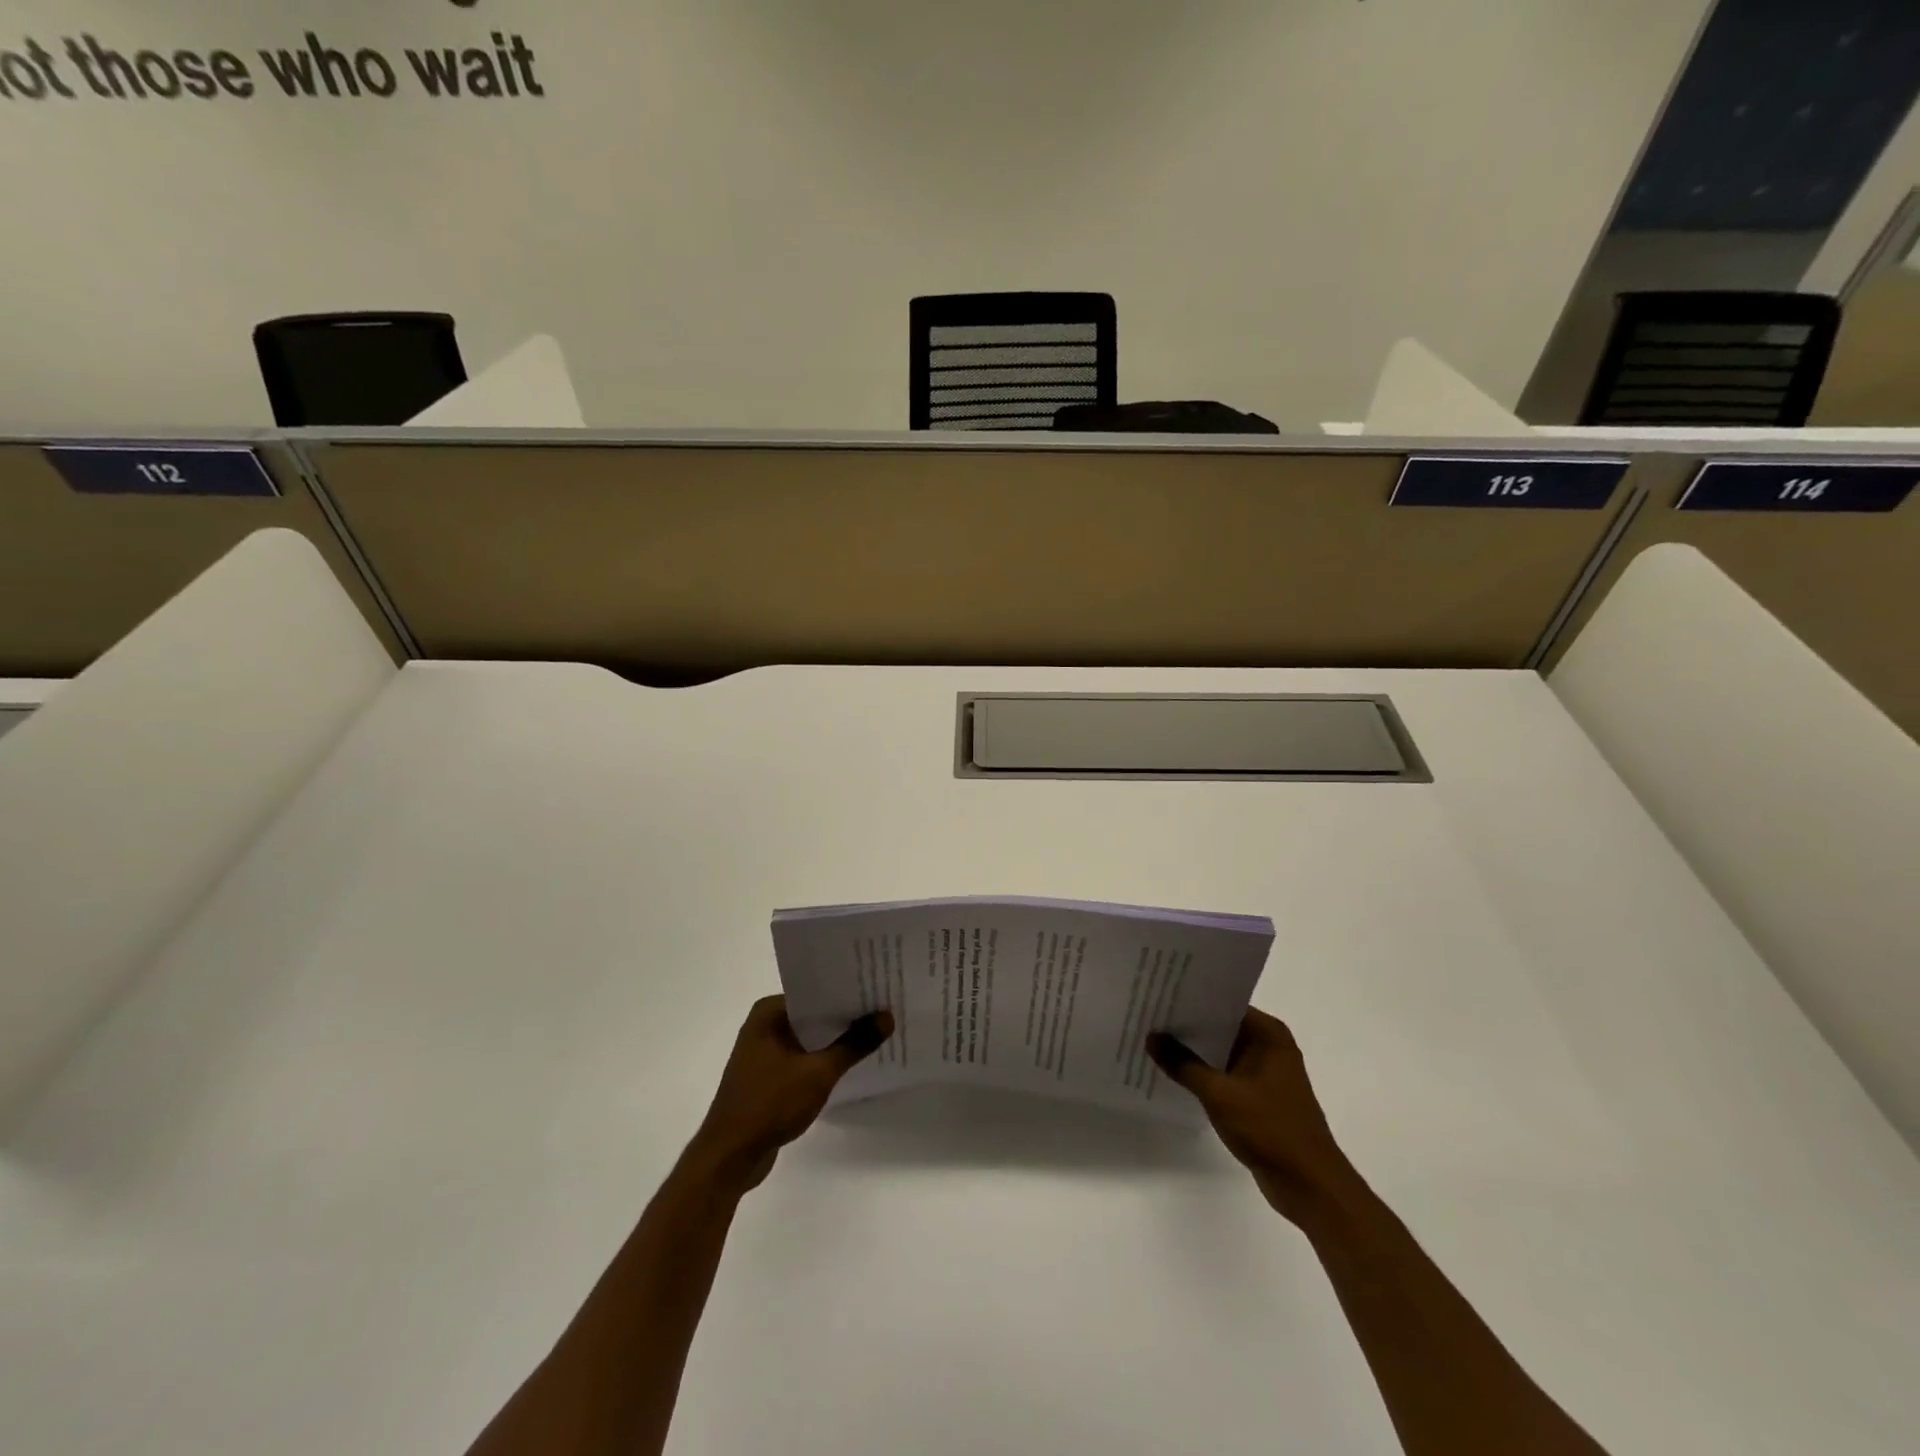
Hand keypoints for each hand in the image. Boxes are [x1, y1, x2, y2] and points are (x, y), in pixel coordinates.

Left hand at [688, 995, 892, 1193]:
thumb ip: (854, 1044)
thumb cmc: (770, 1104)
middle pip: (814, 1013)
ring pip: (809, 1037)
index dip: (847, 990)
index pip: (815, 991)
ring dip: (835, 1040)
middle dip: (845, 1015)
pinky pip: (802, 1058)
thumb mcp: (819, 1072)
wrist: (730, 1157)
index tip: (878, 988)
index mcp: (769, 1012)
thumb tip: (887, 1017)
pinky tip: (850, 1063)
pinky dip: (823, 1059)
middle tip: (884, 1009)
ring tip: (875, 1033)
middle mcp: (763, 1025)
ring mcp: (763, 1052)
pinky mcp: (767, 1077)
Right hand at [1149, 1008, 1358, 1223]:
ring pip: (1221, 1051)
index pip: (1223, 1002)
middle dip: (1187, 1024)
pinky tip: (1173, 1072)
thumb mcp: (1220, 1093)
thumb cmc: (1270, 1128)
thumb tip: (1151, 1036)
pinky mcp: (1259, 1096)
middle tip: (1148, 1014)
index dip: (1191, 998)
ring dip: (1193, 1050)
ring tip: (1153, 1039)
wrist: (1309, 1185)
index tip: (1158, 993)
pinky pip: (1225, 1073)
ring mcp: (1265, 1072)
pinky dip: (1203, 1073)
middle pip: (1221, 1025)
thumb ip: (1183, 1063)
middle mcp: (1269, 1046)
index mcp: (1268, 1034)